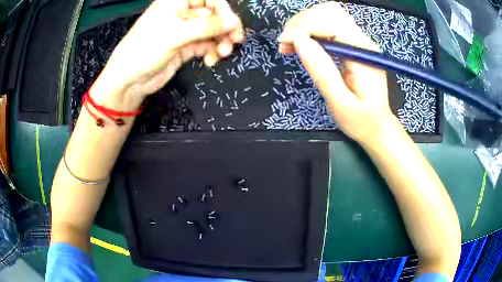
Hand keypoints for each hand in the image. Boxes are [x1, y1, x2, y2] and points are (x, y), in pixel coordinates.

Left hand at [90, 0, 243, 109]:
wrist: (129, 80)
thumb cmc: (145, 49)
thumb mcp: (176, 34)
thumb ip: (207, 26)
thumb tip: (234, 22)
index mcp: (176, 2)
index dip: (223, 9)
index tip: (232, 24)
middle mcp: (182, 13)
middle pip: (213, 15)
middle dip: (224, 28)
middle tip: (235, 41)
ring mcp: (184, 31)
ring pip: (211, 31)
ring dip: (220, 41)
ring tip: (223, 54)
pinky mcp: (185, 47)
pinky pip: (205, 45)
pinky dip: (211, 52)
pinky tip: (211, 61)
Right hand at [278, 2, 394, 143]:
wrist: (378, 127)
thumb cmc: (361, 120)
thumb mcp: (339, 101)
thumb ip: (321, 69)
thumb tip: (298, 40)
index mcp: (362, 52)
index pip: (329, 22)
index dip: (302, 28)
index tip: (284, 44)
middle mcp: (362, 41)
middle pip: (328, 11)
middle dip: (301, 22)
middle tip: (286, 43)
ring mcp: (359, 41)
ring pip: (328, 14)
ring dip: (305, 24)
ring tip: (291, 43)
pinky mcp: (354, 45)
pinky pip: (330, 26)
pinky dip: (311, 30)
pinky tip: (302, 43)